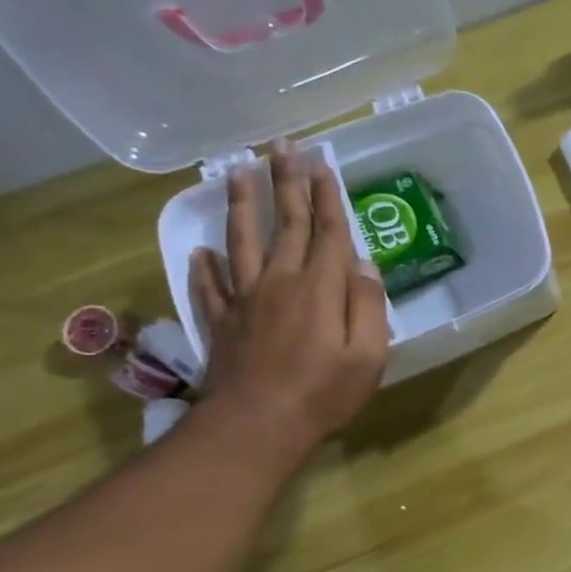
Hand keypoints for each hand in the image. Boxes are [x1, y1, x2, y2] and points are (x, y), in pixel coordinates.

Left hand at [189, 142, 389, 467]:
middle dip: (286, 183)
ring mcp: (246, 300)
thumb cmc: (324, 393)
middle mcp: (281, 281)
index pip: (327, 232)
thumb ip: (368, 306)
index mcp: (320, 288)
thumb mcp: (368, 355)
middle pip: (286, 224)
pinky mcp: (223, 322)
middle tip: (281, 146)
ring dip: (243, 205)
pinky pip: (211, 286)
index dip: (327, 197)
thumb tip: (363, 266)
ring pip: (243, 241)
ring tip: (238, 171)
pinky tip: (202, 250)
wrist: (256, 425)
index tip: (322, 163)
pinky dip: (206, 265)